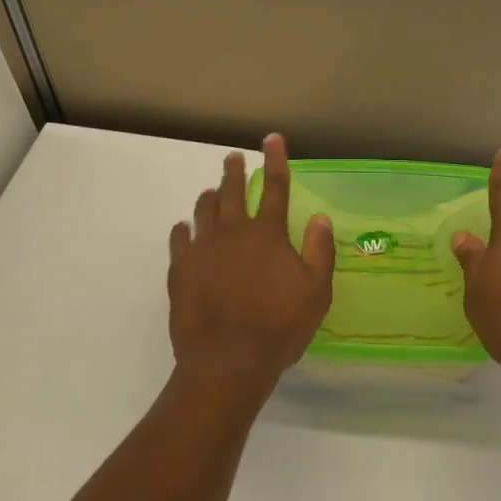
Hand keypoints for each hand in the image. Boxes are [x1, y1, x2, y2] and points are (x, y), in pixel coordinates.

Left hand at [168, 134, 334, 392]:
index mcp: (268, 233)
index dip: (275, 159)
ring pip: (203, 209)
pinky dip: (183, 229)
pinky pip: (179, 239)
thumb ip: (319, 251)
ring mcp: (203, 249)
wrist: (226, 361)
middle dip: (233, 171)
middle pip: (232, 191)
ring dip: (209, 196)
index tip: (271, 138)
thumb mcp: (316, 292)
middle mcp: (233, 231)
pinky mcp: (181, 269)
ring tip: (210, 191)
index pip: (275, 187)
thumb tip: (321, 217)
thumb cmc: (278, 326)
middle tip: (232, 157)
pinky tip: (184, 229)